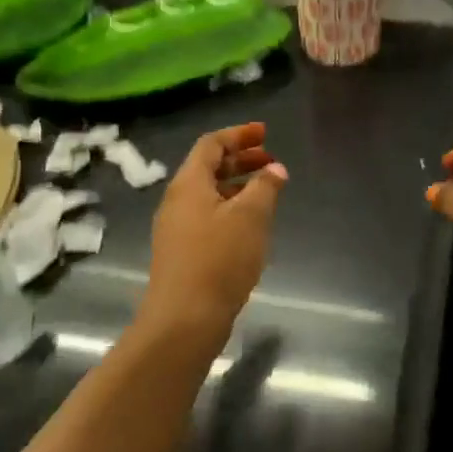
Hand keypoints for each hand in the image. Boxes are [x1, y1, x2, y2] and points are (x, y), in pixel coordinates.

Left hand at [140, 123, 287, 346]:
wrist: (185, 319)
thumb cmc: (219, 259)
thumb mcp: (251, 217)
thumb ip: (265, 187)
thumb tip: (275, 169)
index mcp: (189, 184)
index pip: (211, 144)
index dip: (238, 135)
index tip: (265, 133)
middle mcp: (178, 201)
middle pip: (208, 168)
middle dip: (240, 160)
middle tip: (271, 160)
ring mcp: (177, 228)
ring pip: (209, 194)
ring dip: (238, 185)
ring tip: (268, 191)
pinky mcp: (183, 252)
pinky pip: (208, 216)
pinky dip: (232, 208)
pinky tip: (252, 224)